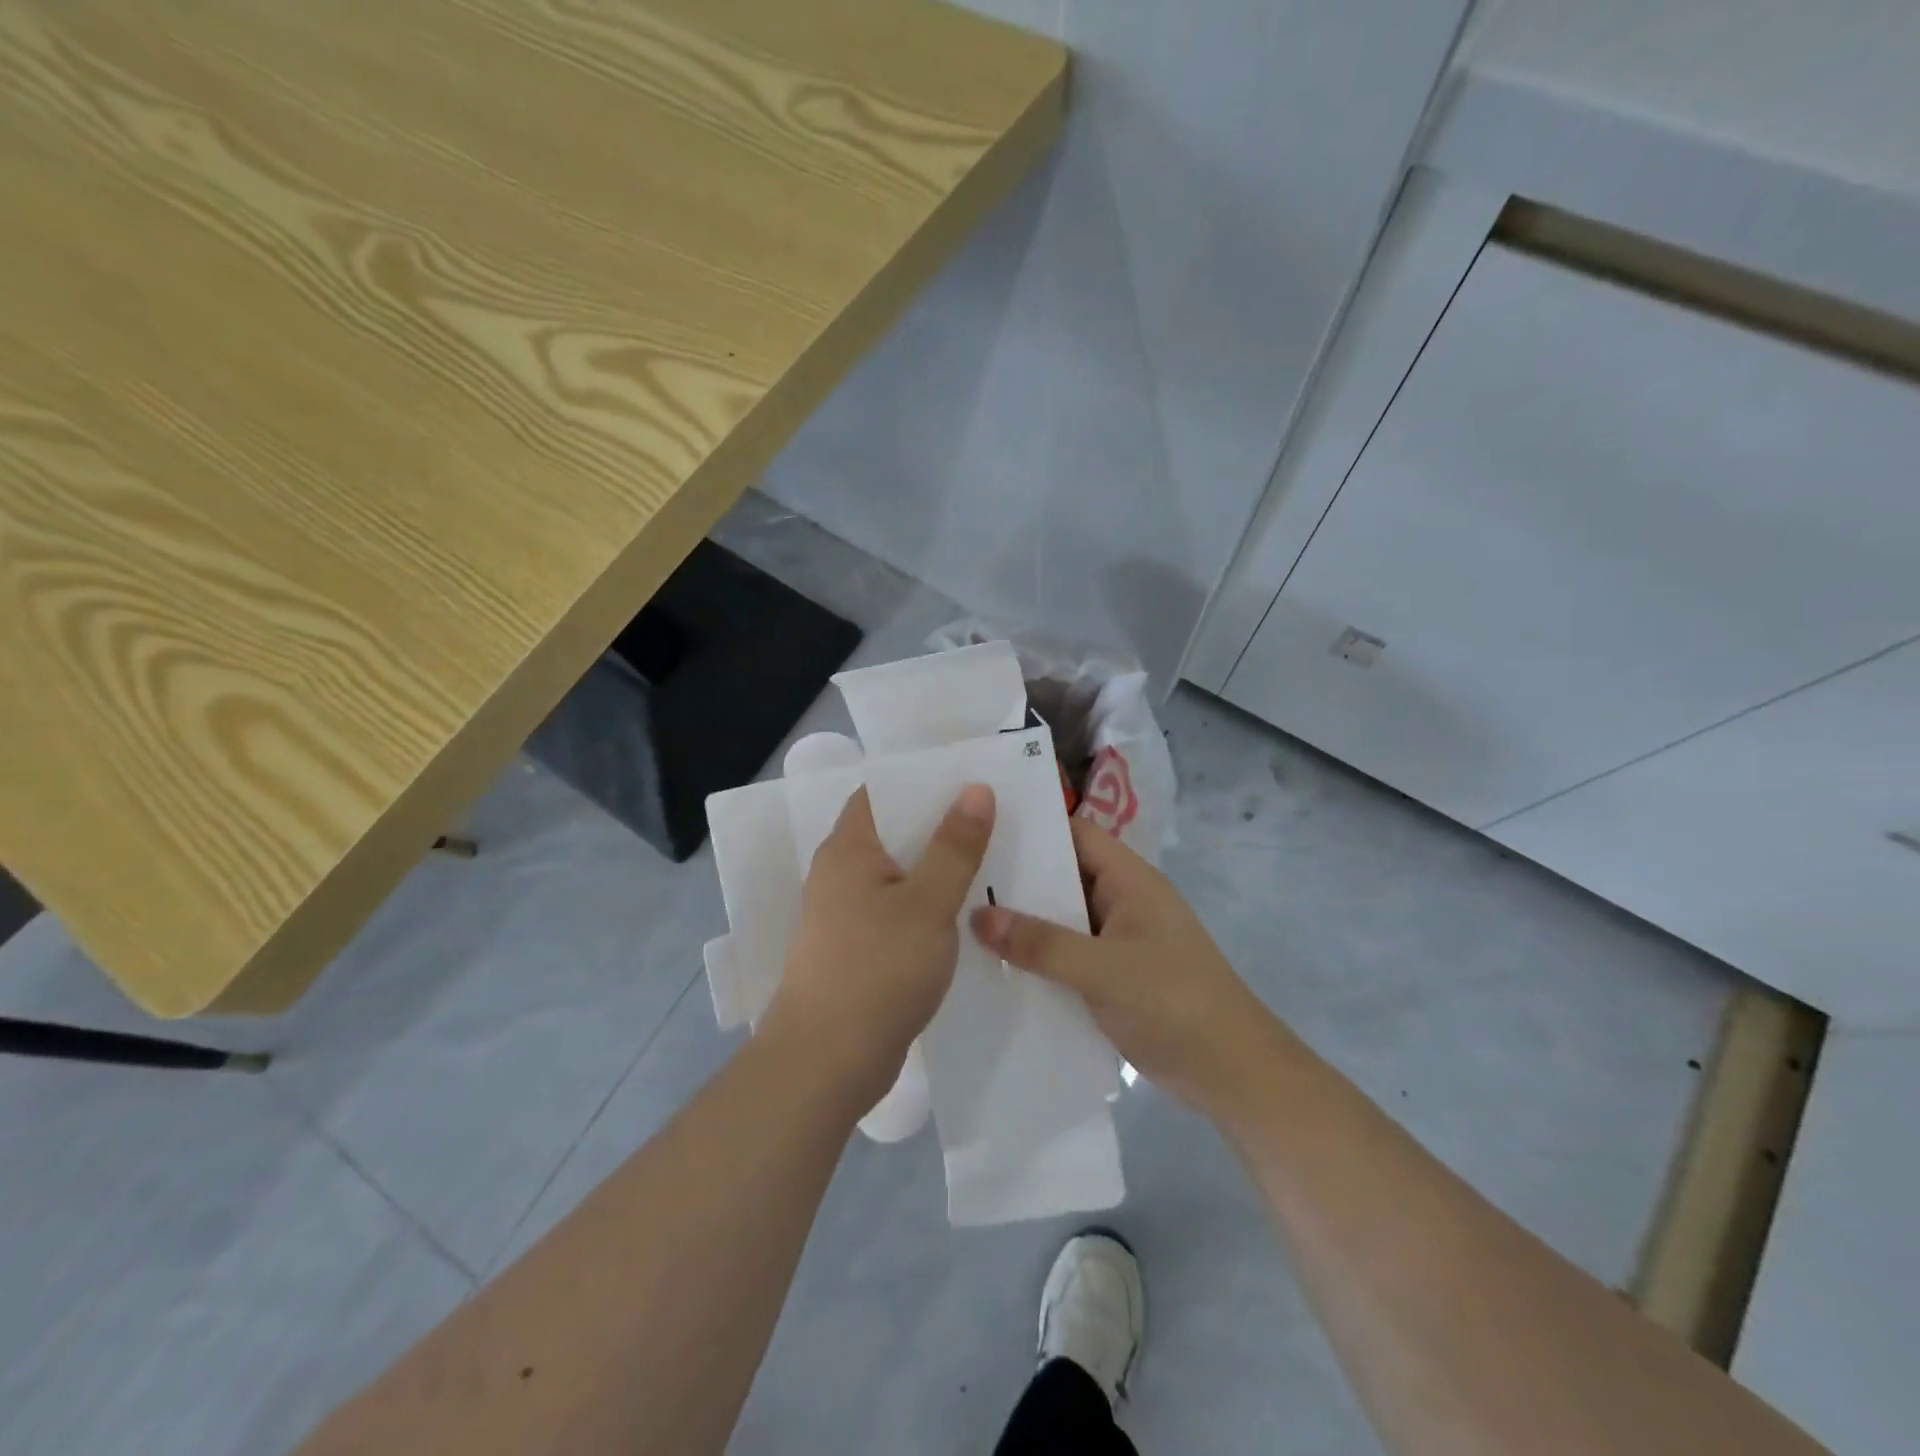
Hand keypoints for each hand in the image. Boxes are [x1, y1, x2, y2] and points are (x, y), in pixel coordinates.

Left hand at [764, 783, 994, 1110]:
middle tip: (995, 816)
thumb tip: (976, 788)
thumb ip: (955, 846)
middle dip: (941, 822)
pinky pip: (897, 909)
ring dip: (937, 866)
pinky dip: (927, 903)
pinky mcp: (855, 949)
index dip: (924, 780)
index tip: (971, 777)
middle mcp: (839, 873)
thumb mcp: (928, 903)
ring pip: (898, 873)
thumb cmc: (877, 970)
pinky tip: (964, 912)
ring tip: (991, 858)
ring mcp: (845, 913)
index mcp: (848, 848)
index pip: (882, 791)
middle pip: (894, 831)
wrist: (826, 1063)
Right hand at [970, 819, 1278, 1115]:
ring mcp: (1119, 940)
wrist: (1232, 1075)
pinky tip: (996, 965)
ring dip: (1024, 921)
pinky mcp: (1114, 976)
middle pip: (1064, 876)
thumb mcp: (1103, 970)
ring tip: (962, 917)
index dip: (1033, 828)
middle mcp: (1123, 901)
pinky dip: (1038, 956)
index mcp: (1130, 880)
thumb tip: (976, 917)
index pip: (1076, 834)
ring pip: (1063, 918)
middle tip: (957, 876)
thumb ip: (1041, 944)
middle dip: (1018, 877)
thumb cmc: (1174, 1003)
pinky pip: (1068, 954)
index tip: (979, 828)